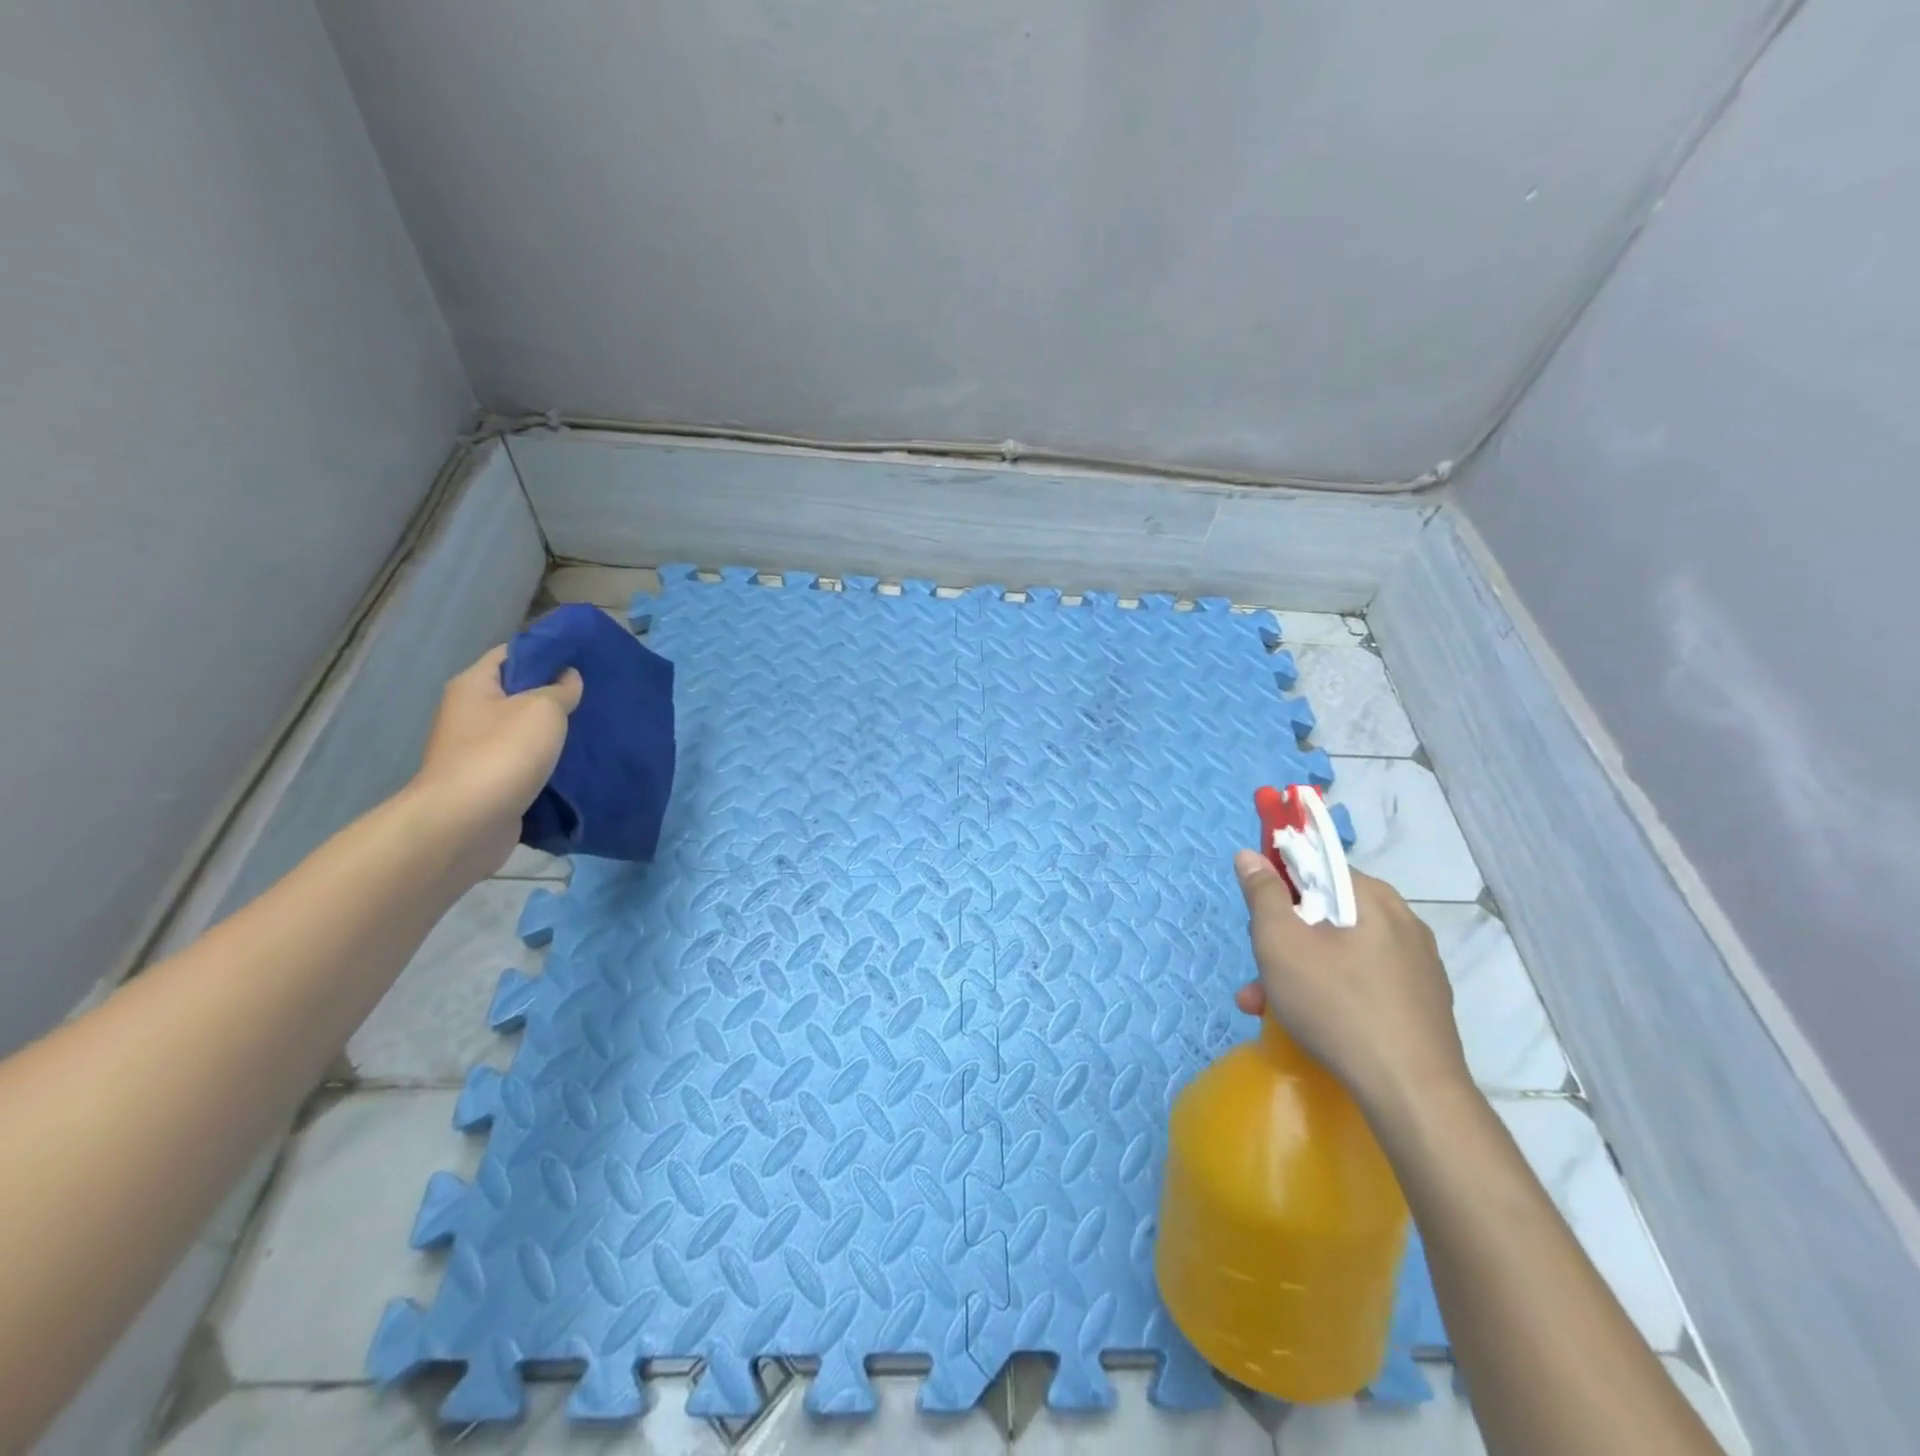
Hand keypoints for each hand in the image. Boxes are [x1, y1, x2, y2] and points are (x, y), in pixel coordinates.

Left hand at [408, 646, 582, 880]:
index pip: (513, 653)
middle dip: (557, 693)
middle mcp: (471, 713)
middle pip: (520, 692)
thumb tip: (568, 677)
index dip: (548, 651)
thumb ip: (560, 689)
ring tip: (595, 727)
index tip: (585, 658)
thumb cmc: (502, 754)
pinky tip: (579, 763)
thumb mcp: (542, 709)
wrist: (465, 823)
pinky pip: (527, 762)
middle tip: (597, 694)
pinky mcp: (492, 782)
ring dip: (556, 731)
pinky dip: (550, 762)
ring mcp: (478, 750)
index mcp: (474, 685)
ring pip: (526, 730)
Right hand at [1231, 851, 1469, 1110]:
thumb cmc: (1336, 1005)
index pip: (1317, 866)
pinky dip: (1332, 992)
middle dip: (1282, 941)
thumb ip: (1263, 894)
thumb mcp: (1280, 943)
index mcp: (1372, 897)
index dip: (1279, 885)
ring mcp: (1418, 965)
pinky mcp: (1422, 1003)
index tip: (1258, 917)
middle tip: (1257, 975)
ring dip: (1299, 972)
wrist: (1412, 1093)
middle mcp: (1402, 921)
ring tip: (1268, 1009)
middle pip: (1325, 914)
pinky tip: (1312, 1024)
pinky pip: (1364, 980)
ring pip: (1340, 952)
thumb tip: (1251, 854)